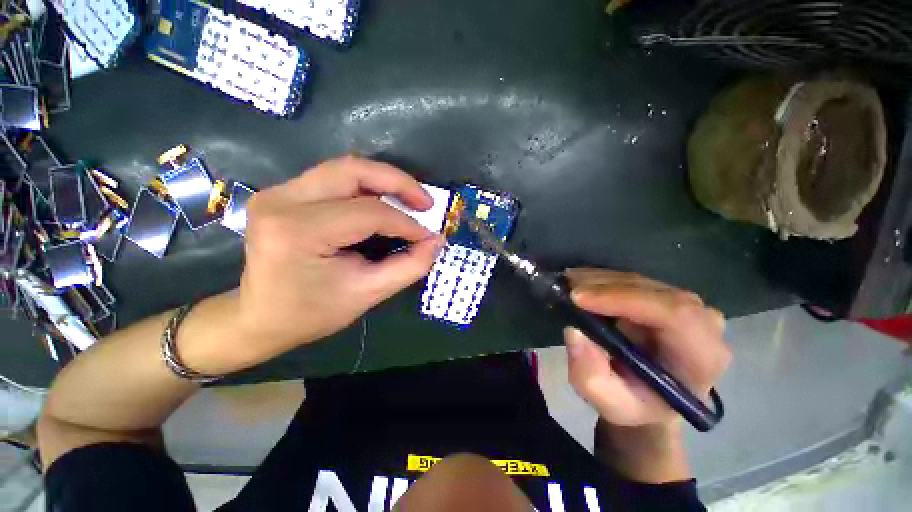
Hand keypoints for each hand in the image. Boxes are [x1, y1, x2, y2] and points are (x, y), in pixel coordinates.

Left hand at [227, 156, 442, 369]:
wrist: (259, 318)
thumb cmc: (312, 313)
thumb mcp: (368, 293)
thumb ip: (409, 266)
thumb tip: (436, 242)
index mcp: (299, 231)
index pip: (368, 213)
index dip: (407, 223)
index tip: (429, 236)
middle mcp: (282, 201)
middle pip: (353, 171)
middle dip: (398, 182)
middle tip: (426, 202)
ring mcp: (278, 192)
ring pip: (345, 169)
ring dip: (384, 181)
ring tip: (410, 200)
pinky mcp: (283, 194)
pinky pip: (335, 179)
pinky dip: (367, 187)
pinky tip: (384, 201)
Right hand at [563, 269, 730, 427]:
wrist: (651, 396)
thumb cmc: (636, 404)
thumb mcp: (609, 403)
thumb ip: (590, 376)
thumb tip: (574, 332)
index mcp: (701, 357)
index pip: (673, 314)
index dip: (623, 299)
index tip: (579, 298)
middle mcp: (704, 324)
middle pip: (654, 291)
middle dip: (604, 287)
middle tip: (566, 287)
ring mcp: (688, 305)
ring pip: (640, 281)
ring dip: (600, 280)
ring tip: (568, 282)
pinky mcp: (667, 296)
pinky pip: (634, 280)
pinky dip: (604, 279)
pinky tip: (581, 281)